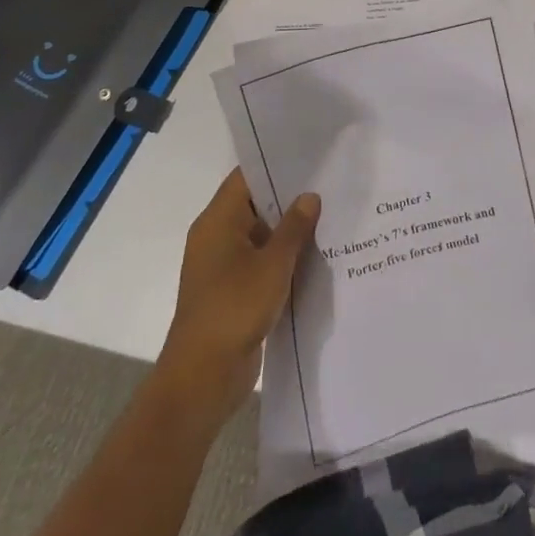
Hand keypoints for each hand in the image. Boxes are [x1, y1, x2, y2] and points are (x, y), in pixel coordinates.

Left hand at [153, 168, 319, 424]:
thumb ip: (294, 227)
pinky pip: (261, 263)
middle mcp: (217, 237)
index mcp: (217, 221)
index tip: (310, 156)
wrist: (202, 379)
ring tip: (331, 216)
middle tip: (330, 184)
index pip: (246, 177)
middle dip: (290, 198)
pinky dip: (284, 259)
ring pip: (262, 236)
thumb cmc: (234, 309)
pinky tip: (317, 257)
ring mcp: (223, 266)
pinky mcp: (233, 292)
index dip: (276, 164)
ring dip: (290, 232)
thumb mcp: (273, 264)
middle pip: (255, 205)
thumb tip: (310, 196)